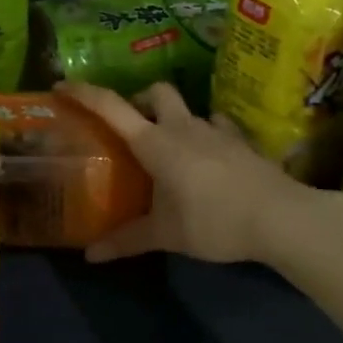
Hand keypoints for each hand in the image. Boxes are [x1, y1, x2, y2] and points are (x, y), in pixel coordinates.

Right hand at [58, 80, 327, 265]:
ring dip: (174, 119)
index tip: (61, 85)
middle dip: (140, 100)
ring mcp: (216, 130)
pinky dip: (208, 134)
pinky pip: (219, 126)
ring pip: (188, 109)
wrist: (281, 218)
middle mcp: (183, 127)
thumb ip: (127, 240)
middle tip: (132, 127)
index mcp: (155, 143)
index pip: (111, 107)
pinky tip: (210, 156)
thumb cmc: (213, 221)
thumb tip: (90, 256)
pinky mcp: (242, 141)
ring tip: (171, 149)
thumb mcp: (166, 234)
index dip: (84, 93)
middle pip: (156, 92)